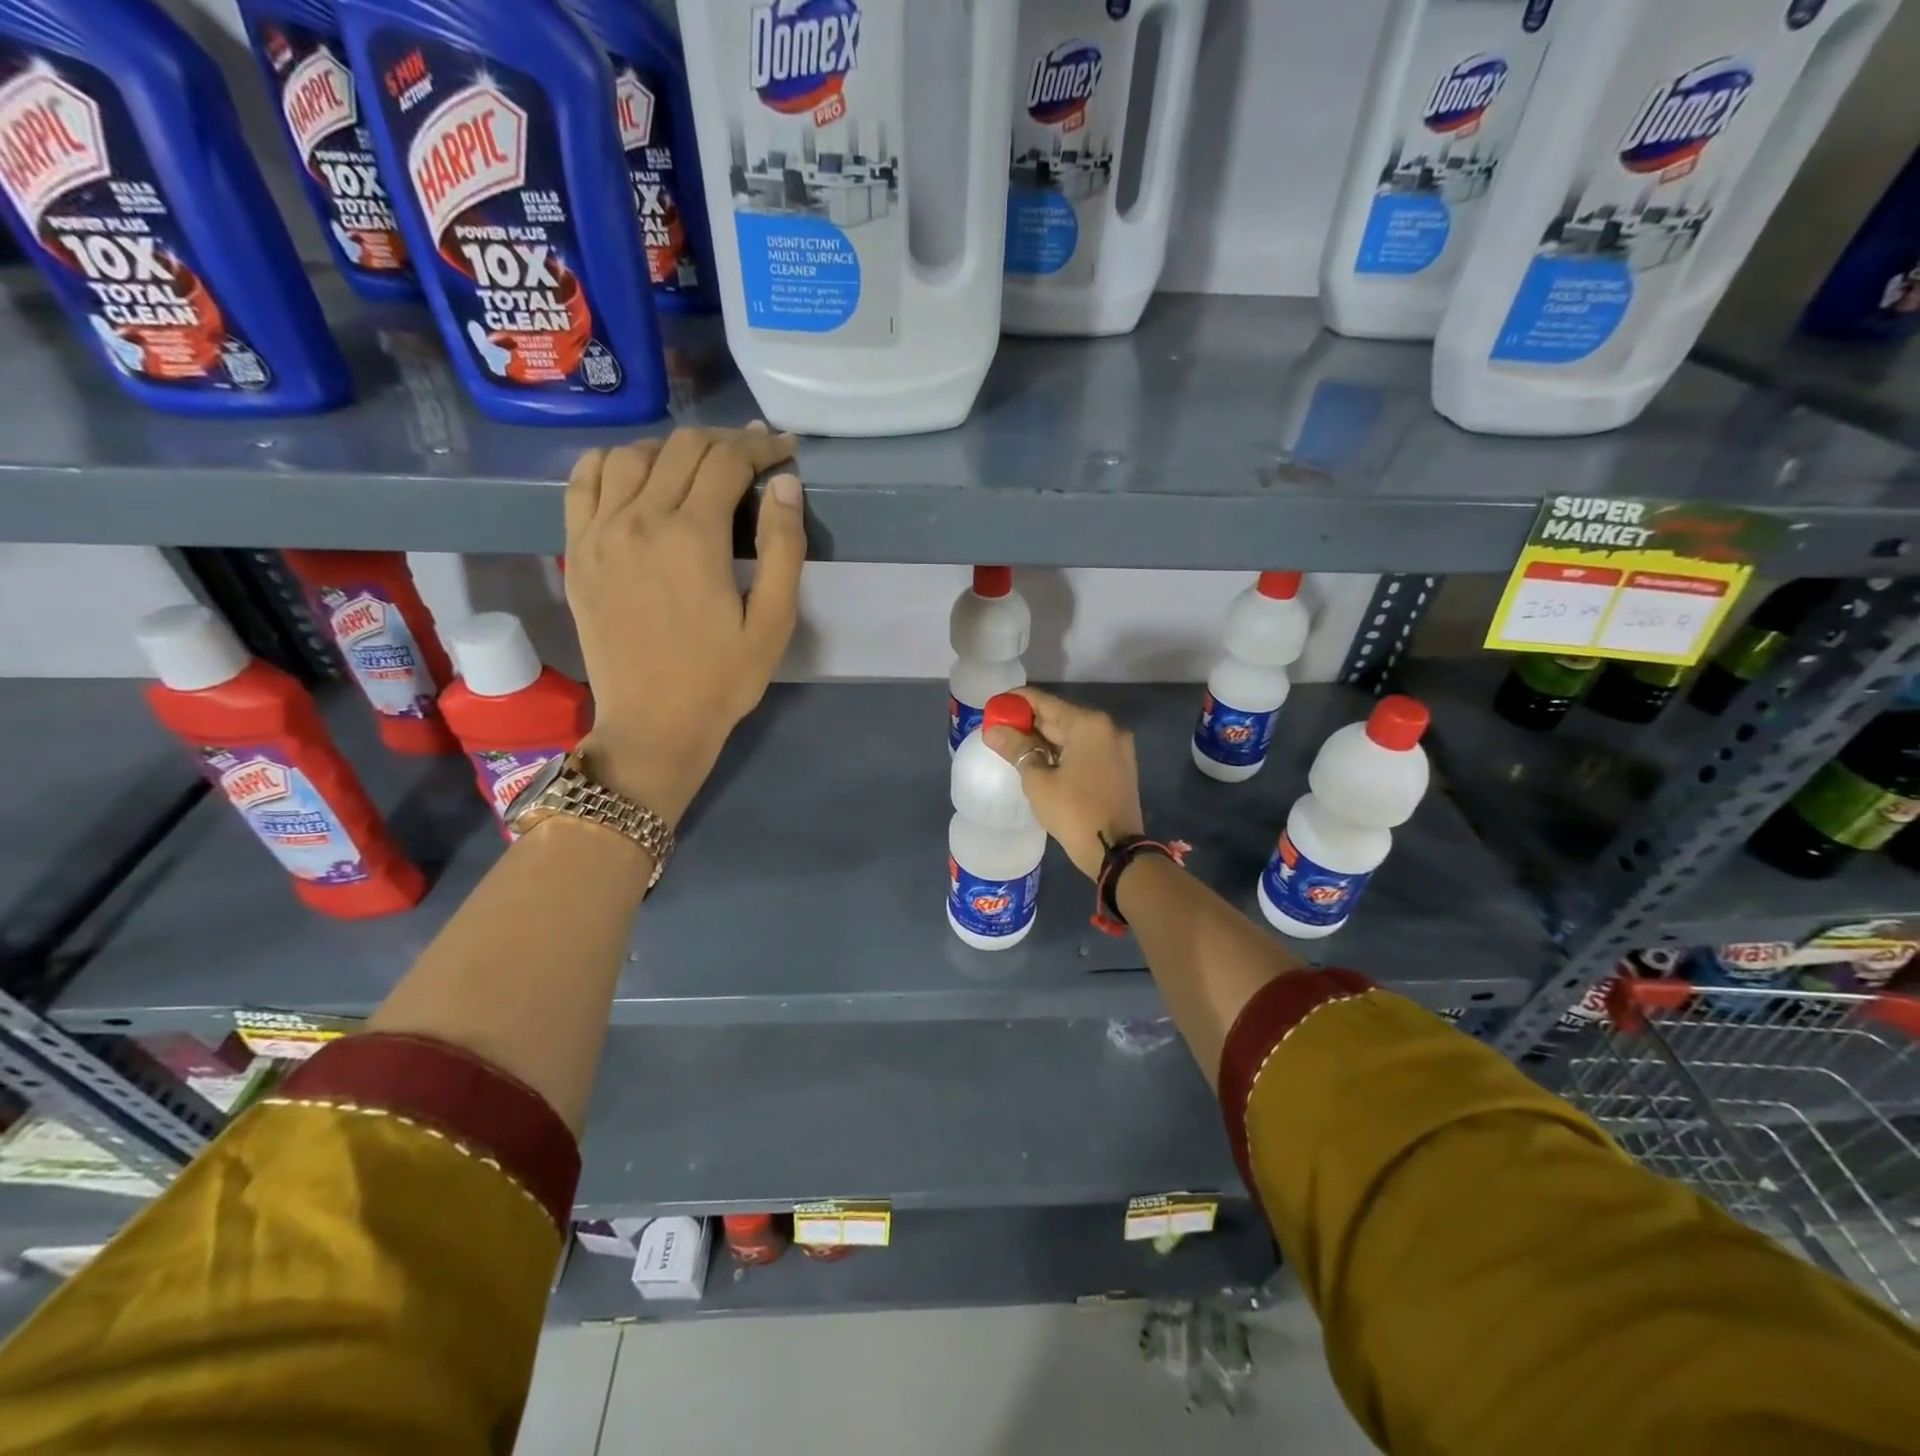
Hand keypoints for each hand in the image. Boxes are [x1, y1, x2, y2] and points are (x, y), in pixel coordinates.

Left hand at [563, 425, 804, 825]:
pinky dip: (611, 462)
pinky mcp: (577, 550)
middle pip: (681, 448)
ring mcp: (599, 532)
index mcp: (692, 536)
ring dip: (672, 448)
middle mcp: (639, 519)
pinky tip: (635, 474)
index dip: (761, 448)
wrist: (653, 724)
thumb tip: (784, 483)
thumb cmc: (722, 679)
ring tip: (699, 465)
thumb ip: (782, 547)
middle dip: (725, 441)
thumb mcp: (773, 622)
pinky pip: (583, 482)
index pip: (727, 461)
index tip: (784, 449)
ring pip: (631, 455)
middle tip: (754, 455)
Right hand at [984, 687, 1143, 878]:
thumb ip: (1016, 749)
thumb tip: (993, 731)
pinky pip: (1085, 750)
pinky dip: (1063, 752)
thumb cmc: (1073, 811)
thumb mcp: (1038, 780)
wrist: (1115, 851)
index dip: (1017, 702)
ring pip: (1073, 735)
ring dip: (1045, 739)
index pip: (1045, 702)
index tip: (994, 706)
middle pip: (1061, 717)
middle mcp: (1107, 728)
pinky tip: (1040, 761)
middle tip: (999, 729)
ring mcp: (1117, 748)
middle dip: (1029, 722)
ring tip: (1014, 746)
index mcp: (1088, 724)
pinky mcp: (1119, 767)